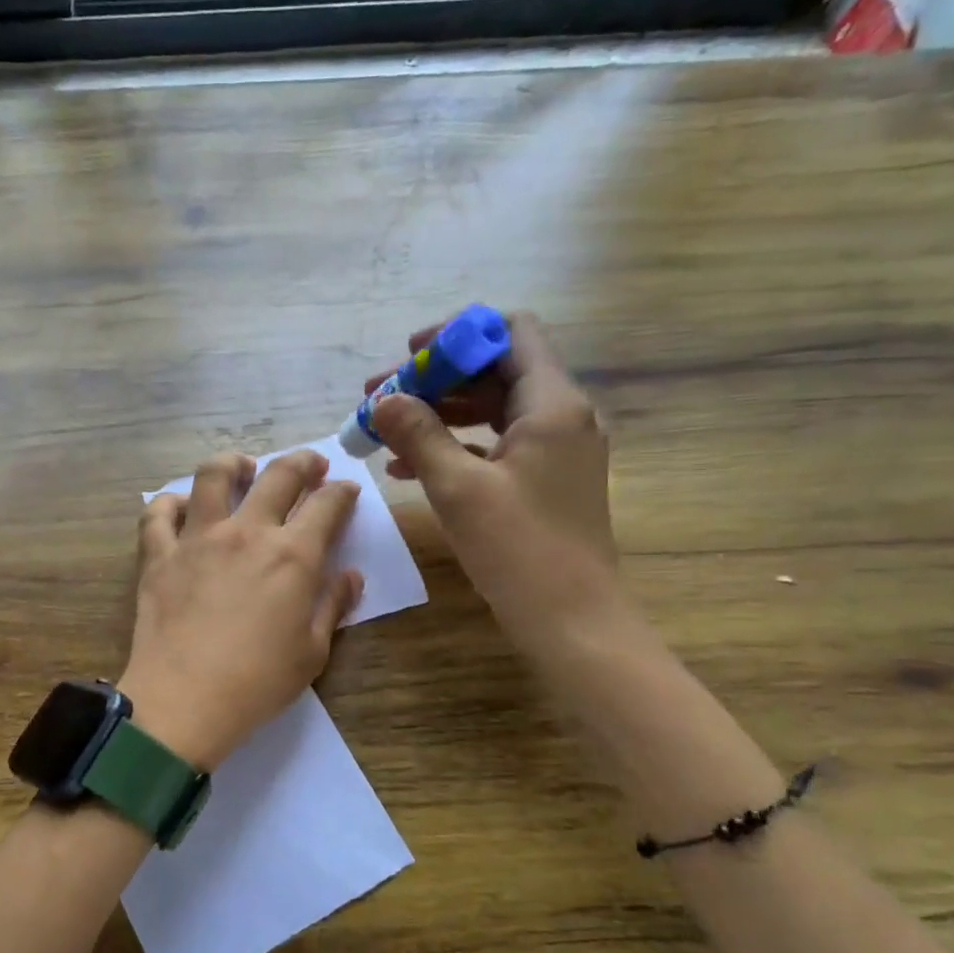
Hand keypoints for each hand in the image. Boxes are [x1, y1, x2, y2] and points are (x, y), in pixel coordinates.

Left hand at [119, 449, 363, 771]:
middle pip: (278, 475)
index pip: (326, 506)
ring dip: (234, 463)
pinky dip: (170, 503)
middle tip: (311, 464)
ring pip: (213, 475)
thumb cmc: (257, 683)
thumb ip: (333, 606)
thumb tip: (350, 576)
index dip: (342, 493)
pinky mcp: (158, 555)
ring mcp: (197, 538)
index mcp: (292, 556)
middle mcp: (246, 533)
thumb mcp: (312, 652)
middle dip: (302, 461)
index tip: (346, 490)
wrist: (183, 701)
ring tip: (243, 467)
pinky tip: (181, 507)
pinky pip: (158, 513)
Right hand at [366, 312, 619, 639]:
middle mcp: (561, 416)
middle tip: (381, 398)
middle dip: (435, 379)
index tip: (409, 355)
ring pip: (492, 410)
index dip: (458, 334)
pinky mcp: (544, 481)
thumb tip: (383, 400)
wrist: (572, 620)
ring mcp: (555, 451)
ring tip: (385, 432)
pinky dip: (455, 447)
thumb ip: (419, 435)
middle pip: (495, 370)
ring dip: (439, 414)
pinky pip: (496, 447)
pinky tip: (408, 468)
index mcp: (552, 403)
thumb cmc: (519, 549)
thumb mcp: (458, 488)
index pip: (510, 332)